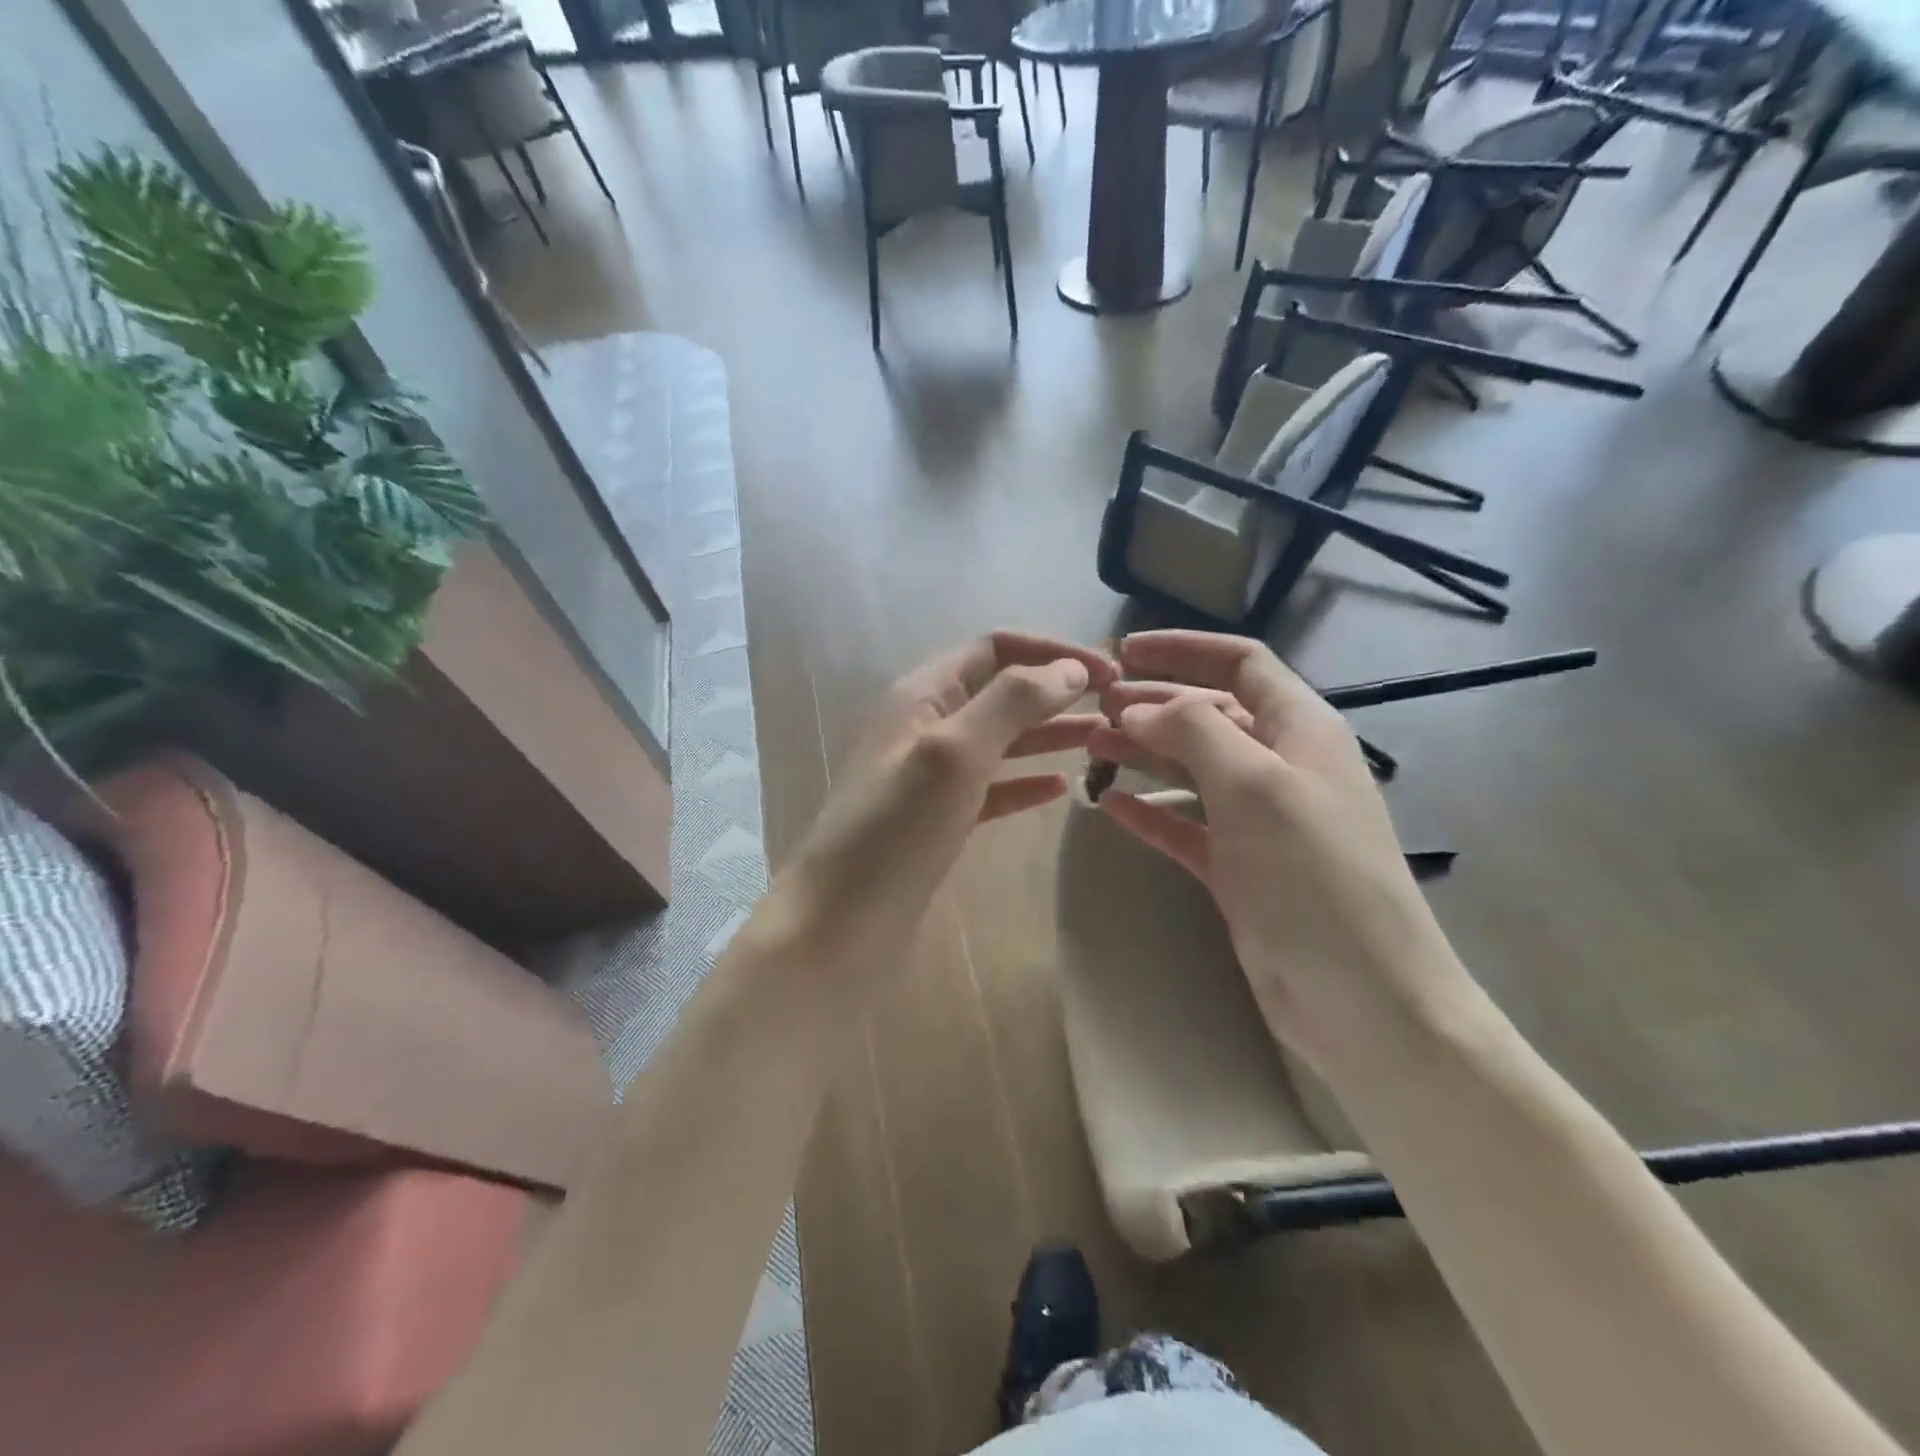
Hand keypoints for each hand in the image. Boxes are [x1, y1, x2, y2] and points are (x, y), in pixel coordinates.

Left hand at [778, 631, 1117, 993]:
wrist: (837, 929)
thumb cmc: (894, 832)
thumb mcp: (953, 753)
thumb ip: (1011, 703)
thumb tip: (1070, 669)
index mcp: (921, 696)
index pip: (993, 649)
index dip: (1050, 651)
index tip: (1107, 671)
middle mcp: (925, 728)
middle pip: (1001, 692)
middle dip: (1056, 690)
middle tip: (1117, 706)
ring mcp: (930, 779)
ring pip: (1000, 740)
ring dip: (1049, 733)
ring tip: (1104, 739)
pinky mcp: (938, 823)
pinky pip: (991, 788)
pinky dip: (1025, 782)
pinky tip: (1060, 788)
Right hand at [1089, 631, 1469, 1069]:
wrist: (1361, 996)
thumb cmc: (1313, 874)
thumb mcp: (1255, 784)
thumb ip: (1195, 730)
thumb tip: (1142, 708)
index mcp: (1300, 729)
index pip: (1241, 664)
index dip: (1184, 649)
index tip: (1124, 651)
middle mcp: (1279, 765)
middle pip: (1209, 714)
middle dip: (1153, 704)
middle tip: (1094, 708)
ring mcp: (1258, 820)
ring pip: (1191, 768)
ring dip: (1143, 753)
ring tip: (1090, 749)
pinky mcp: (1237, 868)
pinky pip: (1184, 824)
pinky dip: (1148, 811)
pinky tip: (1108, 805)